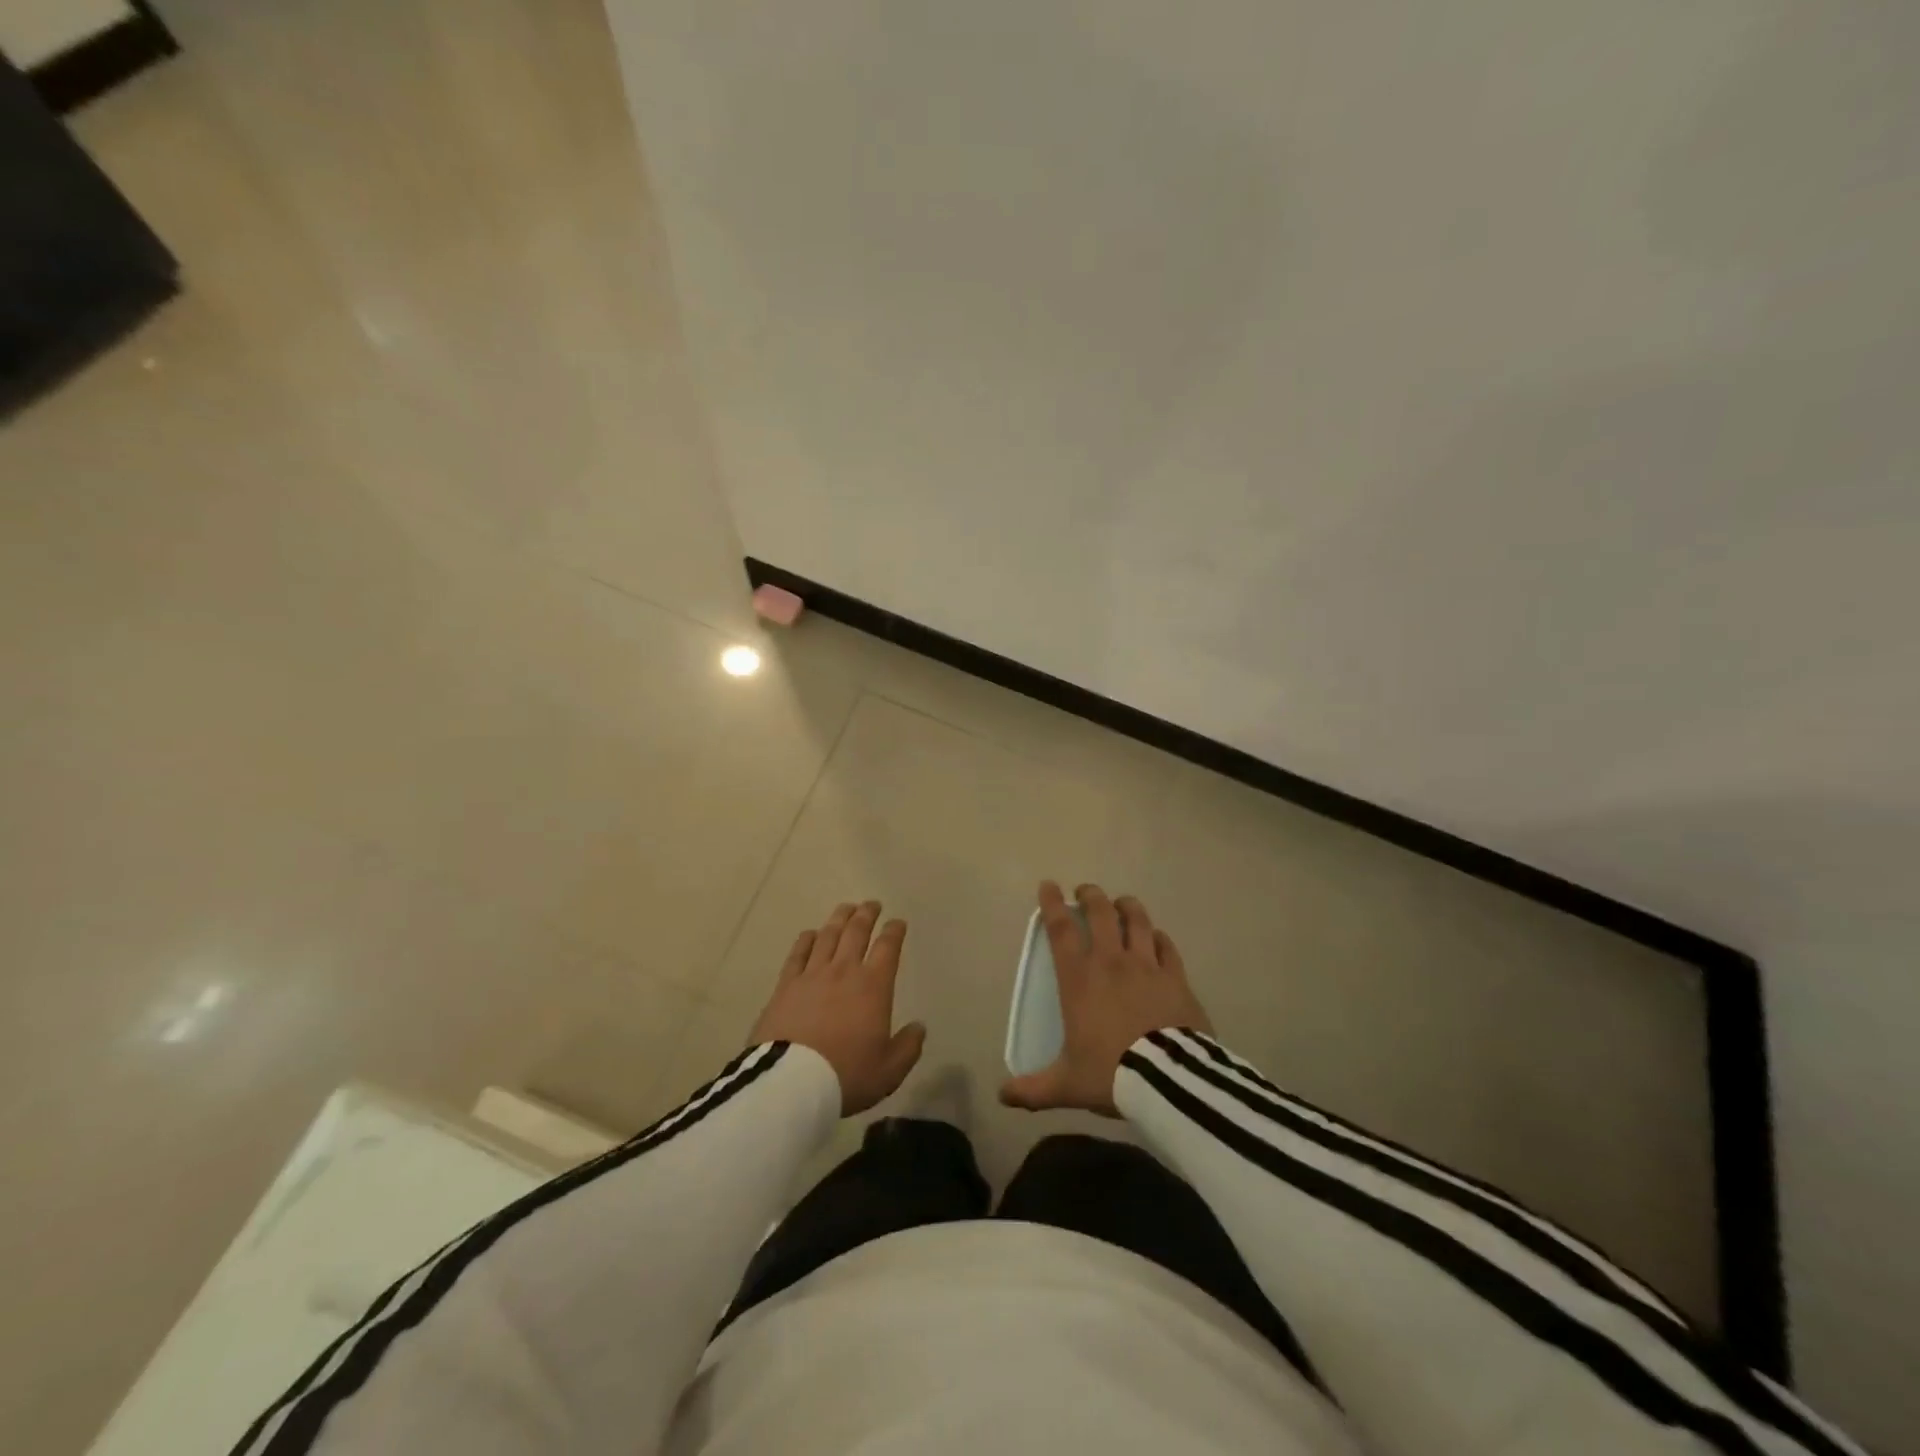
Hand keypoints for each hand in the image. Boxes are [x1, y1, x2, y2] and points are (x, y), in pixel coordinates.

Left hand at [749, 901, 925, 1115]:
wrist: (792, 1083)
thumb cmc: (847, 1074)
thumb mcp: (889, 1070)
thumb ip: (908, 1047)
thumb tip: (919, 1027)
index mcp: (873, 986)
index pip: (887, 948)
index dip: (894, 931)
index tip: (898, 922)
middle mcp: (843, 971)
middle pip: (856, 932)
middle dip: (866, 915)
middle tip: (872, 904)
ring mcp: (811, 975)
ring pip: (828, 936)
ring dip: (839, 919)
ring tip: (846, 908)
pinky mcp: (785, 986)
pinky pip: (798, 954)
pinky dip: (806, 940)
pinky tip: (810, 934)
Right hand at [1000, 881, 1211, 1117]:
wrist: (1168, 1080)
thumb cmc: (1110, 1073)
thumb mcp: (1066, 1085)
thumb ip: (1033, 1089)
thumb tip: (1002, 1096)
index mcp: (1079, 979)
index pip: (1061, 929)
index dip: (1052, 904)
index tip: (1048, 885)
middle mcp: (1111, 962)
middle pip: (1101, 913)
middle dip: (1091, 896)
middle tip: (1086, 891)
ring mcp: (1147, 965)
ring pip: (1137, 921)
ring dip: (1127, 907)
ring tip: (1122, 903)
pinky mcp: (1176, 977)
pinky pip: (1166, 946)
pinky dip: (1158, 937)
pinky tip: (1157, 938)